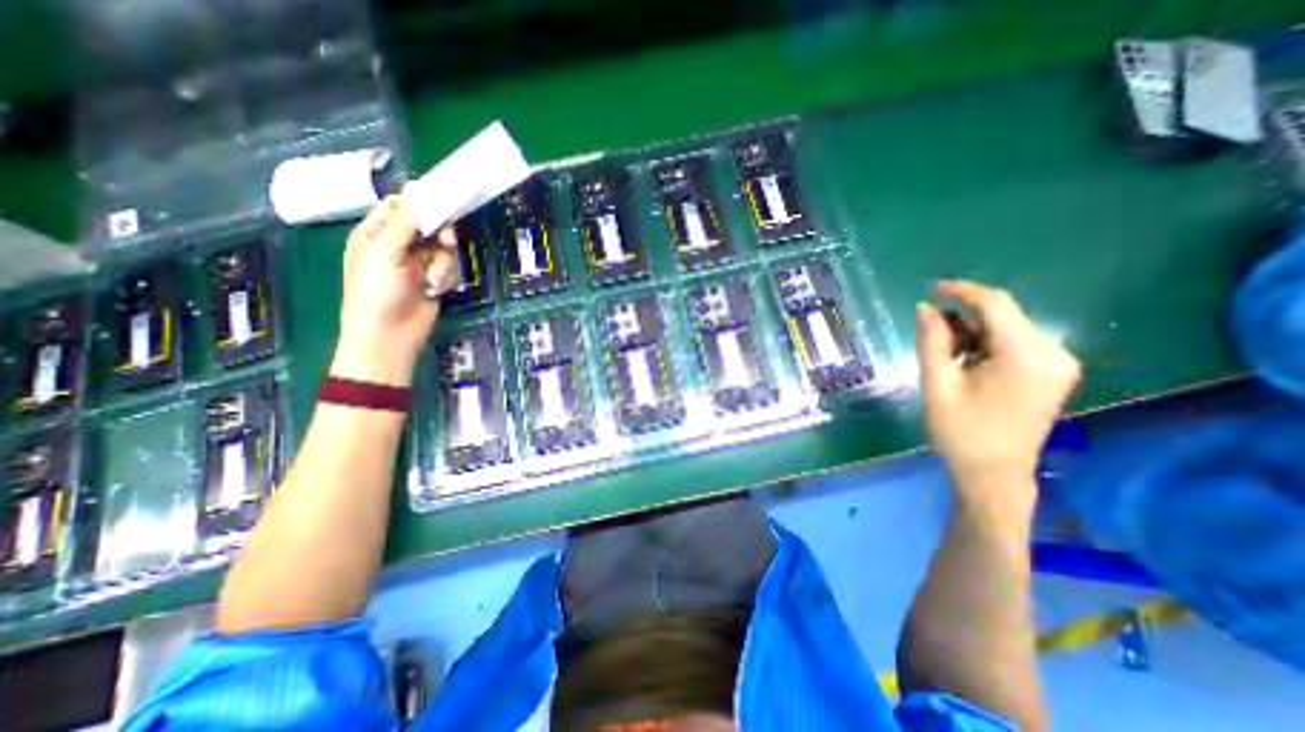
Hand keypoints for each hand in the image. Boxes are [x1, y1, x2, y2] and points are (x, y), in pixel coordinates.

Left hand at [331, 198, 460, 385]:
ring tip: (433, 279)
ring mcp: (418, 264)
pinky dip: (445, 277)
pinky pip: (448, 268)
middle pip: (427, 226)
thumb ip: (404, 223)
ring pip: (443, 248)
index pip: (399, 207)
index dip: (419, 203)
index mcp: (376, 233)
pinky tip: (435, 289)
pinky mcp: (434, 279)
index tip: (442, 200)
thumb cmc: (377, 291)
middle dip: (438, 235)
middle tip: (445, 241)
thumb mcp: (385, 252)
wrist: (391, 334)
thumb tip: (417, 191)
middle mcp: (398, 245)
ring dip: (442, 263)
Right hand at [911, 279, 1076, 503]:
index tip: (931, 290)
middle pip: (1004, 315)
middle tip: (930, 336)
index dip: (961, 291)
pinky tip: (968, 364)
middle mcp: (1053, 352)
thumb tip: (925, 307)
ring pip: (1008, 328)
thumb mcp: (937, 383)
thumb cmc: (960, 430)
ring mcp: (1058, 364)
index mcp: (1026, 355)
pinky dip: (987, 345)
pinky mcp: (1053, 373)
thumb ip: (931, 341)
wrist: (994, 474)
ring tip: (946, 357)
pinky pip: (1016, 343)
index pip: (995, 304)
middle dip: (963, 318)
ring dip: (973, 333)